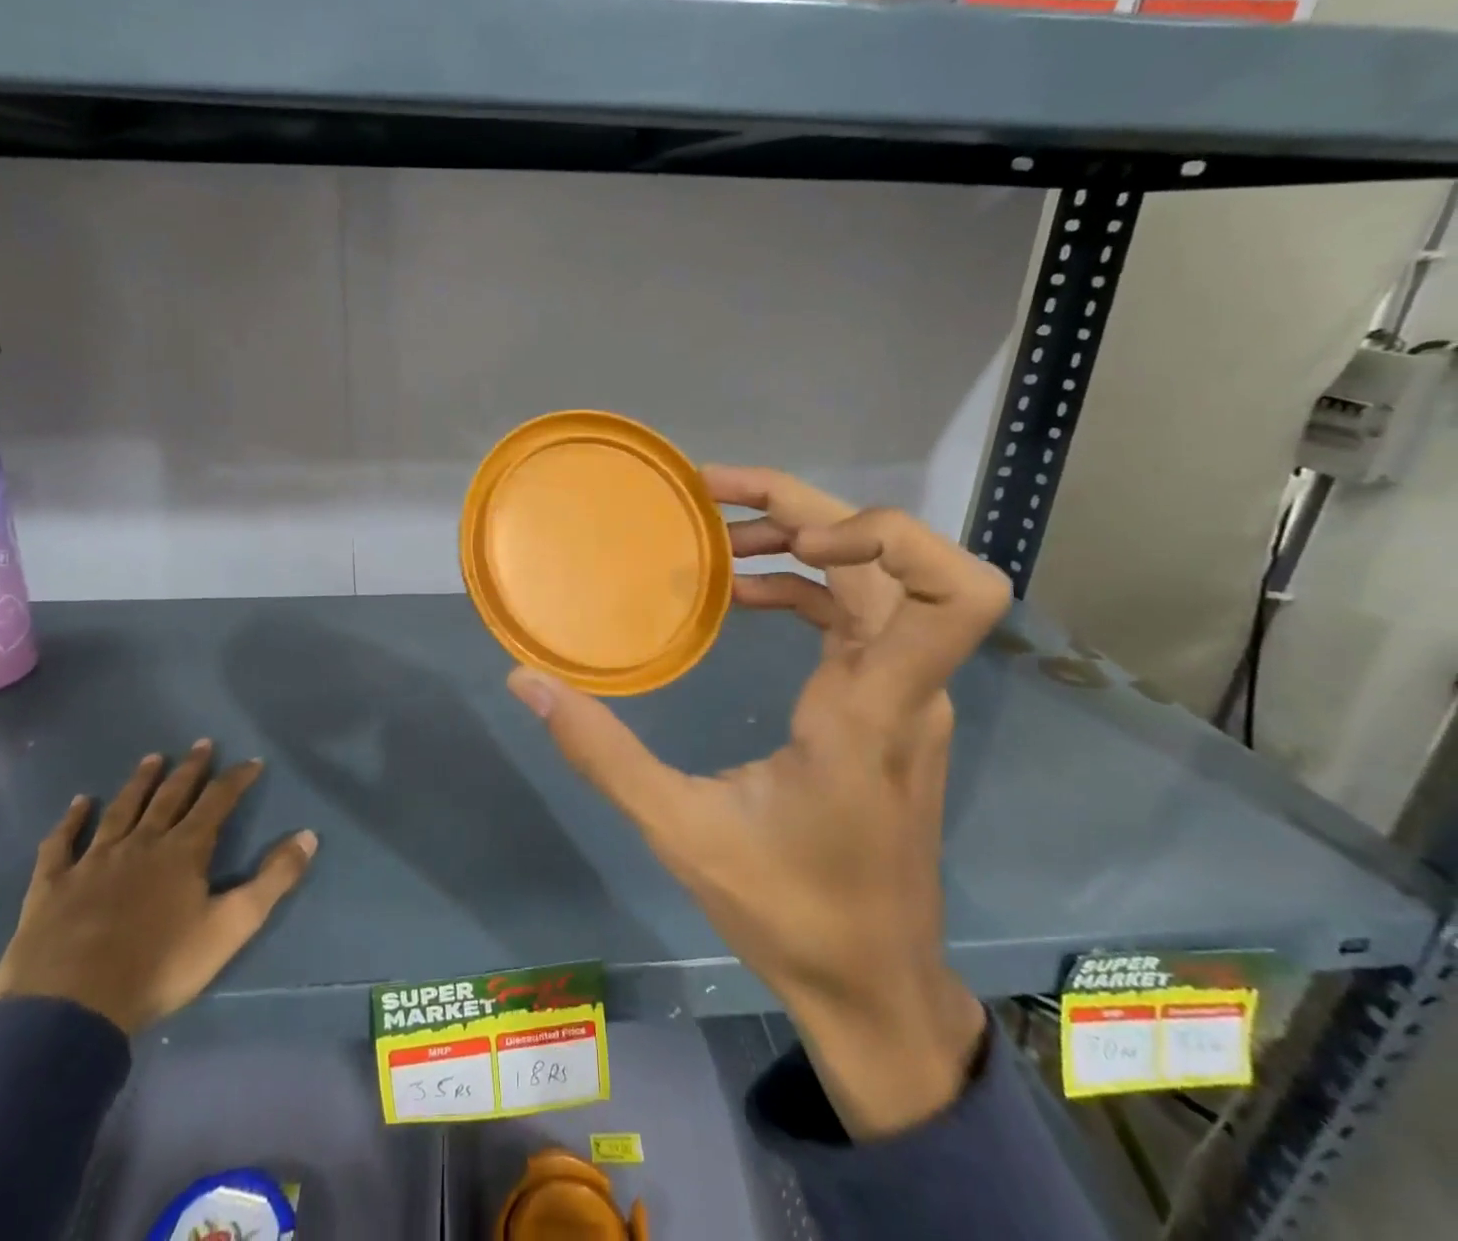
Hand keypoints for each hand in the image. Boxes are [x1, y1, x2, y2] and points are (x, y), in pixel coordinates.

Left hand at [0, 742, 317, 1034]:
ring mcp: (93, 861)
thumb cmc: (160, 966)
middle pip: (170, 797)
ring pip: (121, 810)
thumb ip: (273, 879)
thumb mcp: (232, 926)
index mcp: (183, 851)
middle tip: (201, 744)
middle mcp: (141, 843)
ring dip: (139, 782)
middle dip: (190, 769)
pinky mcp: (52, 885)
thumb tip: (309, 835)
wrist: (71, 1008)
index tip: (252, 761)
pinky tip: (79, 803)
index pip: (217, 802)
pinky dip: (71, 820)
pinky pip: (61, 843)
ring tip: (152, 758)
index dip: (237, 779)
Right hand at [507, 467, 1009, 1137]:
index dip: (888, 536)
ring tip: (716, 534)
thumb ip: (601, 752)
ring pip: (876, 579)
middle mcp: (906, 687)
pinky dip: (802, 585)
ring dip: (801, 539)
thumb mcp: (681, 832)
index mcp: (872, 710)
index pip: (954, 594)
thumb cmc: (789, 914)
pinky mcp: (887, 705)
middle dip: (804, 509)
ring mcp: (904, 694)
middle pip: (894, 559)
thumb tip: (527, 682)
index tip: (796, 540)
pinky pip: (857, 615)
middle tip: (710, 495)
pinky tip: (741, 593)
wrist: (872, 986)